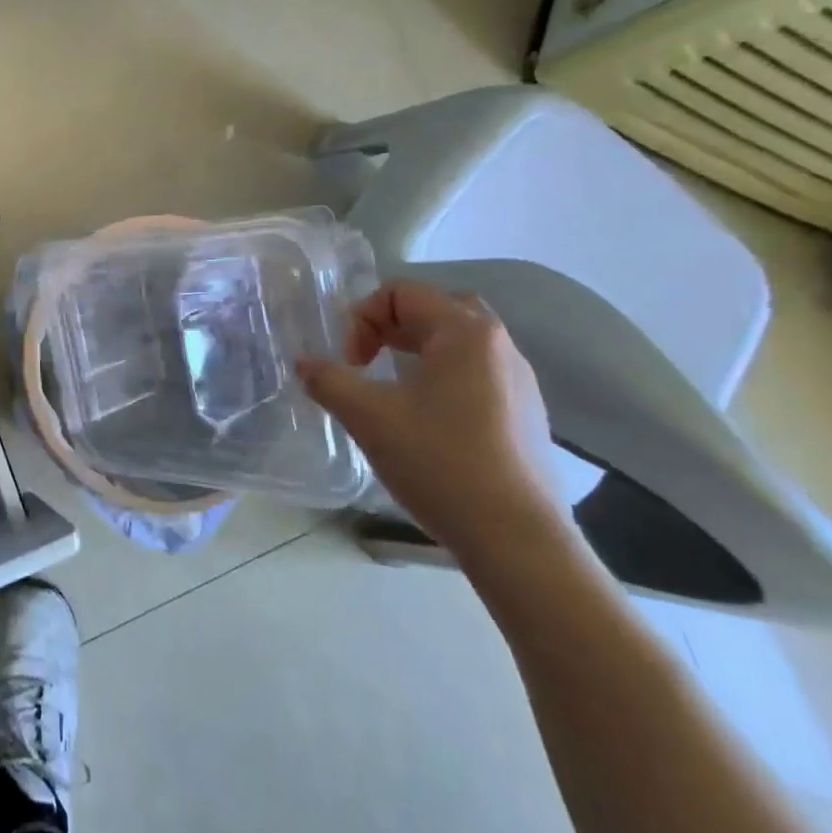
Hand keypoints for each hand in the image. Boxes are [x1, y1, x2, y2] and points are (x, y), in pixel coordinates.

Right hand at [297, 280, 561, 563]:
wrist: (516, 539)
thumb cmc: (440, 463)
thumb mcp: (369, 417)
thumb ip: (328, 380)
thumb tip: (303, 363)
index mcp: (465, 332)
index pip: (402, 293)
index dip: (362, 319)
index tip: (350, 363)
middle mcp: (499, 345)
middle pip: (436, 309)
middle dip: (392, 327)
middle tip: (368, 361)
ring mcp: (520, 381)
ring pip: (460, 343)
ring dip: (418, 352)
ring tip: (392, 389)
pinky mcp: (528, 415)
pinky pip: (478, 374)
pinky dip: (444, 378)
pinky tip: (427, 421)